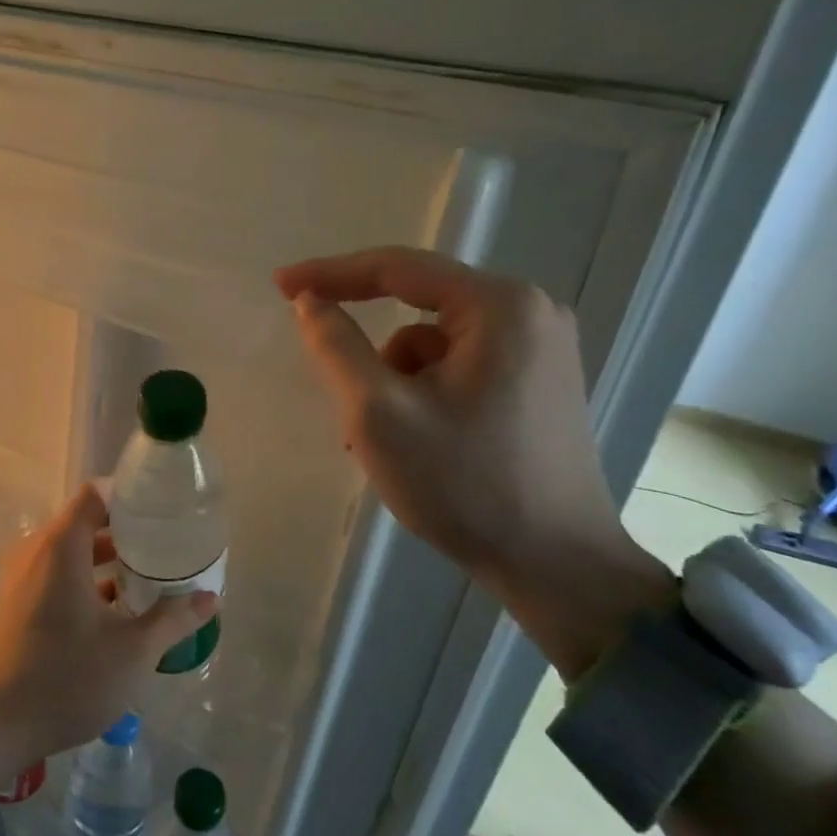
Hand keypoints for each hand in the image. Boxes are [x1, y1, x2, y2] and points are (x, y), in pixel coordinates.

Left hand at [0, 485, 216, 781]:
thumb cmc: (68, 677)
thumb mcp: (133, 650)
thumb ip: (173, 619)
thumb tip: (211, 597)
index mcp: (60, 546)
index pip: (95, 496)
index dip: (129, 497)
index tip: (162, 510)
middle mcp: (35, 551)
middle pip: (84, 523)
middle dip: (125, 532)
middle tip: (165, 545)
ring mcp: (20, 577)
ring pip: (69, 552)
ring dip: (105, 560)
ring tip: (148, 576)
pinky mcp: (15, 602)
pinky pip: (54, 574)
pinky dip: (83, 579)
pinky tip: (115, 608)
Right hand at [274, 246, 670, 678]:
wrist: (557, 567)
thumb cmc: (464, 484)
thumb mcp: (378, 412)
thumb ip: (336, 347)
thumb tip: (309, 301)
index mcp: (499, 306)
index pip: (398, 268)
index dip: (331, 273)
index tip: (279, 284)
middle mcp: (530, 313)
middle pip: (418, 309)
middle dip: (370, 352)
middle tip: (338, 392)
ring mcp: (541, 350)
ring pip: (434, 344)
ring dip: (394, 380)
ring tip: (381, 440)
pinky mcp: (539, 383)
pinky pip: (459, 367)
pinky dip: (423, 394)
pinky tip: (415, 442)